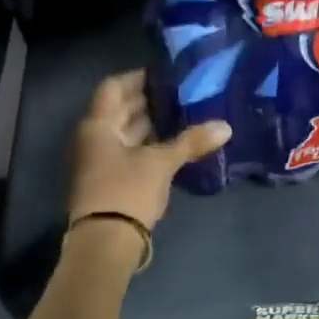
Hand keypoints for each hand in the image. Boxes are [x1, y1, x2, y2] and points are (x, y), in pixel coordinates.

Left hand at [67, 70, 229, 231]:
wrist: (104, 244)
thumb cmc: (127, 191)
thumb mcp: (162, 163)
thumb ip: (191, 141)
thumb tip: (226, 126)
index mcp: (98, 125)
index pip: (114, 87)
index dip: (138, 78)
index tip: (165, 74)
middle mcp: (92, 137)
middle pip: (119, 109)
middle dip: (148, 100)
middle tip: (180, 92)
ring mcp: (98, 160)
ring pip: (123, 132)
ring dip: (148, 123)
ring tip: (182, 115)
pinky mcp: (107, 180)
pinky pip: (126, 151)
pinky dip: (146, 144)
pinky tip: (172, 144)